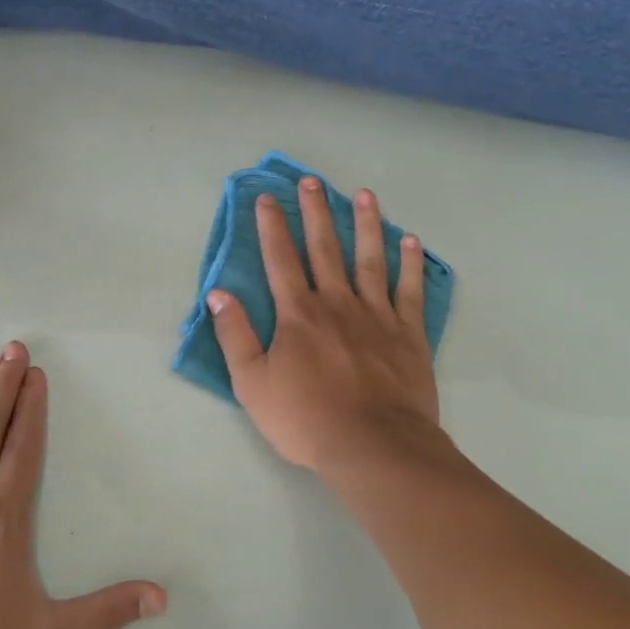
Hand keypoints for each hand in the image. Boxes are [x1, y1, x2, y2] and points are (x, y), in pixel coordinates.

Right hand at [208, 178, 441, 474]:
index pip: (280, 259)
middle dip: (316, 212)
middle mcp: (337, 303)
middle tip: (312, 181)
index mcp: (298, 313)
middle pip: (324, 248)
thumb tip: (218, 294)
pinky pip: (409, 291)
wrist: (373, 447)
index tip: (267, 198)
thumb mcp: (252, 383)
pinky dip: (410, 265)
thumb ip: (235, 335)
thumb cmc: (306, 418)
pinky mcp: (408, 334)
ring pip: (370, 260)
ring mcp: (377, 316)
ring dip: (367, 225)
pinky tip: (411, 242)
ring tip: (365, 195)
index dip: (272, 227)